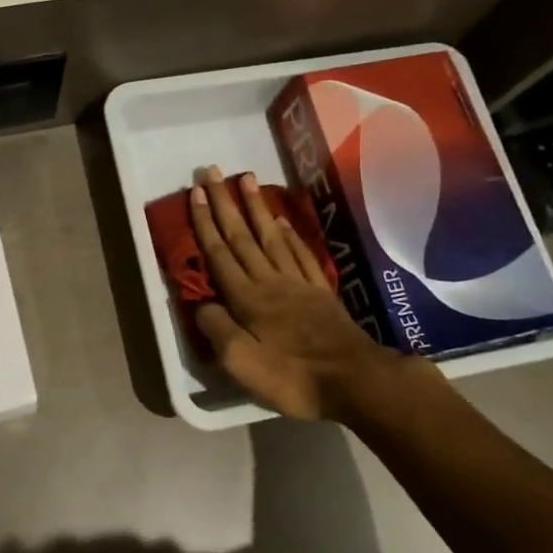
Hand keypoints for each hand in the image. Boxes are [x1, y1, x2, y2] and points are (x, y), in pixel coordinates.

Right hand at [187, 165, 399, 420]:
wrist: (355, 381)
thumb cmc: (293, 377)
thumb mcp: (242, 363)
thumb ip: (217, 330)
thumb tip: (200, 304)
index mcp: (247, 298)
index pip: (220, 253)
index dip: (205, 222)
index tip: (197, 191)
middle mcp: (270, 281)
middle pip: (243, 236)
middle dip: (226, 203)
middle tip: (214, 171)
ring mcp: (298, 284)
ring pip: (272, 237)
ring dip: (256, 207)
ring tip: (247, 178)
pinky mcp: (320, 292)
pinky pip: (300, 254)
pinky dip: (289, 235)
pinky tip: (283, 222)